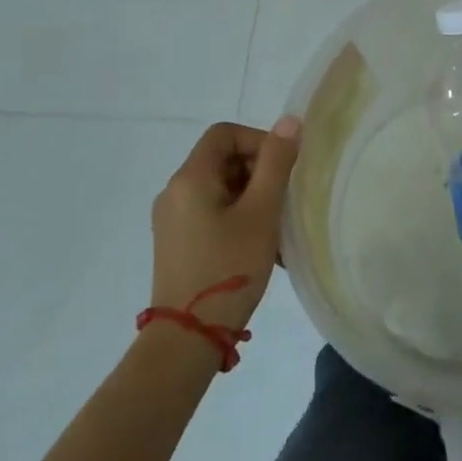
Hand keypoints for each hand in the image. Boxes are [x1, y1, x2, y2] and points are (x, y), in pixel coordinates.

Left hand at [149, 116, 300, 334]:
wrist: (186, 340)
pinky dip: (237, 216)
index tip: (281, 169)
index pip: (225, 133)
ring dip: (251, 197)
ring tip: (274, 228)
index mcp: (190, 178)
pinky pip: (211, 211)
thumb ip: (276, 163)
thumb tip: (289, 120)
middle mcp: (174, 192)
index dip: (258, 140)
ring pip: (220, 187)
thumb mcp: (261, 212)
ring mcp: (171, 220)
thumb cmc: (228, 268)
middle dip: (258, 171)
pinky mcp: (175, 243)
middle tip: (282, 200)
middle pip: (222, 159)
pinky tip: (257, 246)